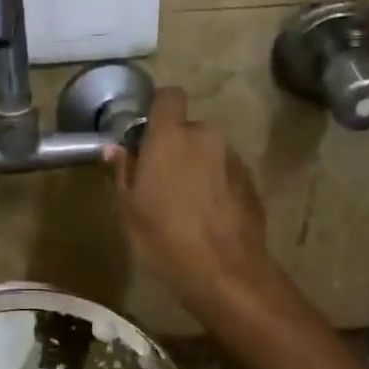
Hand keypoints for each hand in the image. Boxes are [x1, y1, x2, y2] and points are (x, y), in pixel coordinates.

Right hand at [104, 86, 274, 316]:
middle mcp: (206, 138)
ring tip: (185, 204)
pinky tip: (207, 217)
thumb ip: (124, 172)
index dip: (158, 110)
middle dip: (176, 147)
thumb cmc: (164, 238)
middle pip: (188, 129)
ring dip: (197, 168)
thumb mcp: (129, 210)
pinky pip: (226, 174)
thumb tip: (116, 150)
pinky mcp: (251, 183)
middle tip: (160, 181)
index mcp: (171, 138)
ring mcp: (234, 159)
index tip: (147, 135)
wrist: (225, 272)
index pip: (168, 97)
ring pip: (208, 153)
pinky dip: (216, 186)